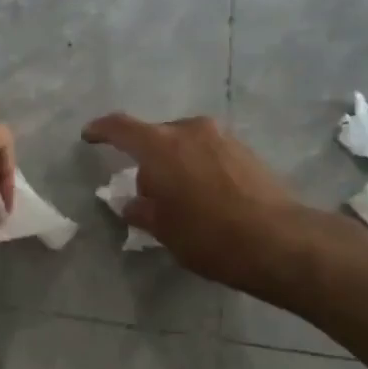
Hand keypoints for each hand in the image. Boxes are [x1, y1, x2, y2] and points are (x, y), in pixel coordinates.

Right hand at [82, 112, 348, 292]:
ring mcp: (222, 137)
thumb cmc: (207, 235)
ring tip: (178, 195)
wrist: (277, 241)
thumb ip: (142, 210)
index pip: (121, 128)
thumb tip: (132, 203)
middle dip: (146, 158)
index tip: (89, 136)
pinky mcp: (245, 150)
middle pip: (156, 136)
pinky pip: (208, 152)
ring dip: (174, 162)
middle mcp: (191, 130)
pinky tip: (204, 195)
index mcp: (161, 145)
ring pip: (185, 143)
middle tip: (144, 190)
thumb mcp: (164, 229)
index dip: (101, 130)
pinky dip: (197, 166)